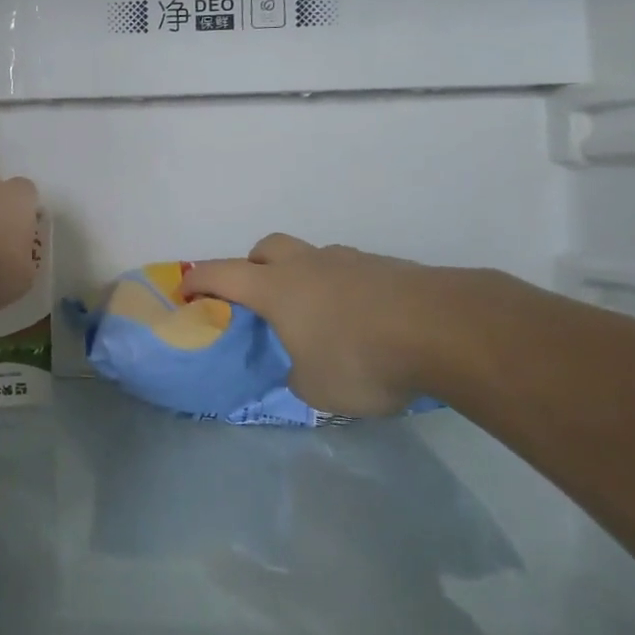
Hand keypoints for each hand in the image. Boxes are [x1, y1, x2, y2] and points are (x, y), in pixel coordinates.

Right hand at [182, 233, 470, 418]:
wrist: (447, 330)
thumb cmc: (362, 358)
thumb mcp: (316, 388)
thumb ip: (298, 375)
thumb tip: (302, 369)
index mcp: (276, 288)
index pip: (221, 273)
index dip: (198, 280)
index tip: (186, 291)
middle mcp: (308, 264)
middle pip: (266, 247)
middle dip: (253, 265)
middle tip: (258, 296)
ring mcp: (351, 261)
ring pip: (314, 257)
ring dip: (305, 278)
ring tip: (322, 318)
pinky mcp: (391, 268)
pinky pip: (353, 272)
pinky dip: (347, 291)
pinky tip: (368, 323)